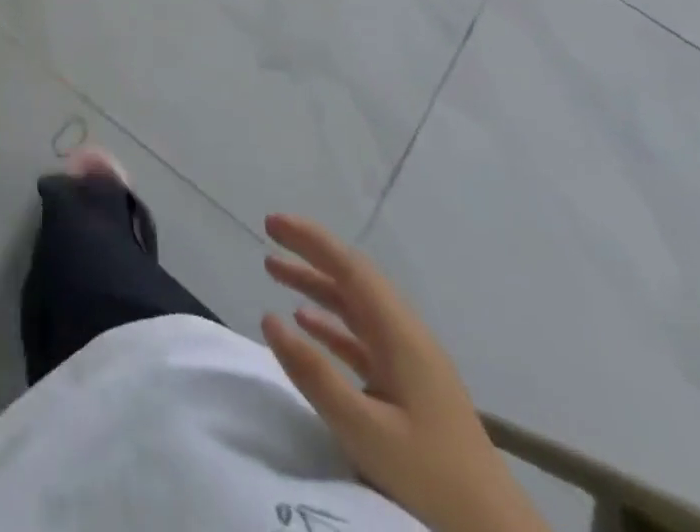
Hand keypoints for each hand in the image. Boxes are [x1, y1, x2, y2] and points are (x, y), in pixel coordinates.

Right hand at [260, 214, 547, 531]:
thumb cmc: (431, 478)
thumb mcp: (365, 430)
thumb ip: (315, 374)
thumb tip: (268, 318)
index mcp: (400, 335)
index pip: (350, 268)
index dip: (310, 240)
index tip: (272, 223)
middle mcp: (405, 336)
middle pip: (353, 278)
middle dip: (310, 252)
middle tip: (269, 233)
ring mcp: (409, 361)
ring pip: (355, 305)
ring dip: (316, 284)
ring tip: (273, 270)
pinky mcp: (408, 387)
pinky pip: (361, 337)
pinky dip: (329, 322)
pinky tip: (305, 322)